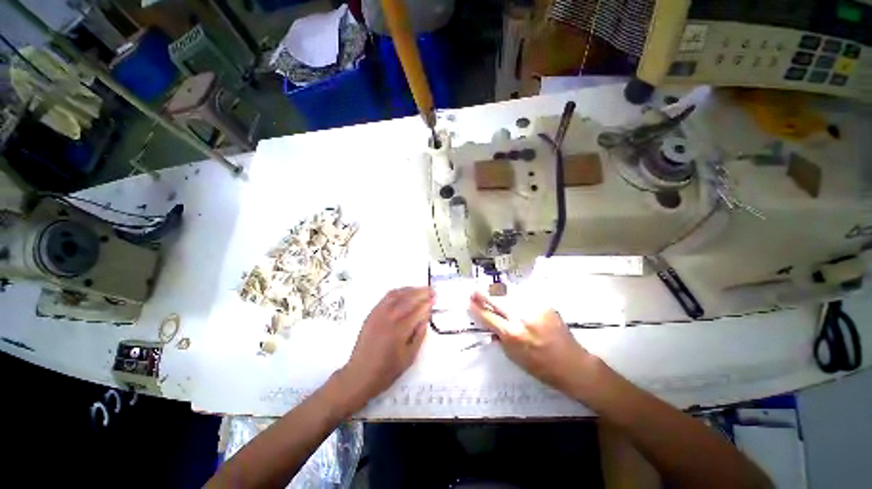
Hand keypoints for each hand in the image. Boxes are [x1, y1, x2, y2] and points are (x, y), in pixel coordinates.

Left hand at [337, 287, 432, 410]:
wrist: (360, 375)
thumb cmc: (387, 370)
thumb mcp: (409, 357)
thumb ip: (419, 335)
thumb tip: (425, 318)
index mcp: (399, 330)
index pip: (417, 310)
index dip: (427, 303)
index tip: (435, 298)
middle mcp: (389, 318)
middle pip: (408, 299)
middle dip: (421, 293)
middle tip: (432, 290)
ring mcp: (378, 314)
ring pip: (397, 295)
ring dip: (410, 290)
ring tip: (420, 289)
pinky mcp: (372, 314)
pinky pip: (386, 298)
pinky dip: (397, 292)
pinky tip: (404, 292)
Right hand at [468, 292, 592, 392]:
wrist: (572, 364)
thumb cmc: (541, 367)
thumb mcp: (514, 357)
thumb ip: (500, 338)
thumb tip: (490, 325)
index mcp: (512, 334)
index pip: (488, 317)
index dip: (477, 309)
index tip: (469, 302)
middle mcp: (521, 318)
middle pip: (497, 300)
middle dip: (483, 294)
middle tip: (474, 290)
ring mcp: (534, 309)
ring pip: (510, 295)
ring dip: (498, 292)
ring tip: (490, 289)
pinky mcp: (545, 304)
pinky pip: (525, 297)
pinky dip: (515, 296)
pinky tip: (512, 295)